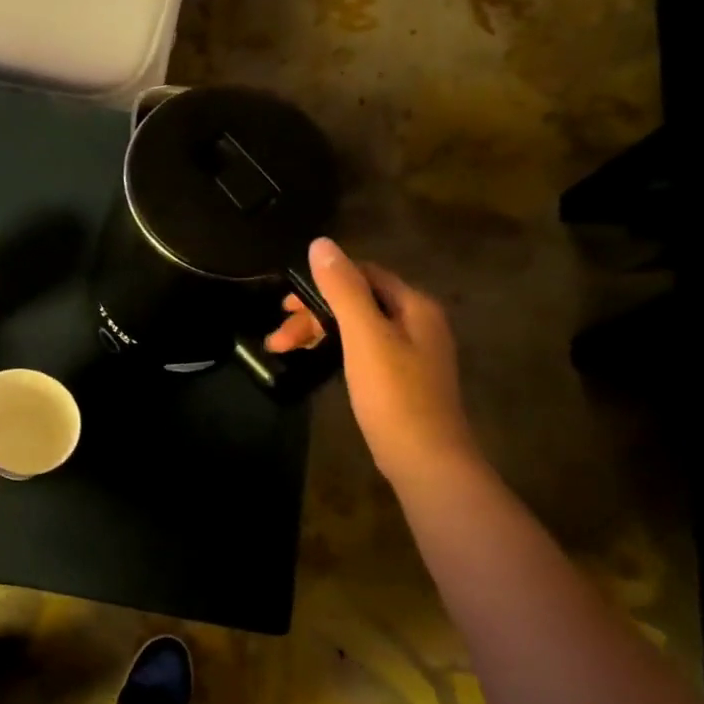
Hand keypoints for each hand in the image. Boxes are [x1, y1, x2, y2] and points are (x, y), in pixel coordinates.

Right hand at [266, 238, 477, 485]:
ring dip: (319, 333)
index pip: (364, 274)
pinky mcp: (400, 379)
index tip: (286, 304)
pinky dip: (334, 351)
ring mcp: (411, 353)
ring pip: (356, 328)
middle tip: (278, 337)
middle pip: (358, 302)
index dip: (323, 282)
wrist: (425, 459)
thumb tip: (320, 244)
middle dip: (314, 313)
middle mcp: (417, 322)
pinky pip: (361, 350)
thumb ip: (343, 289)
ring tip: (282, 350)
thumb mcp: (364, 336)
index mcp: (414, 306)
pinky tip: (315, 363)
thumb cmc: (394, 394)